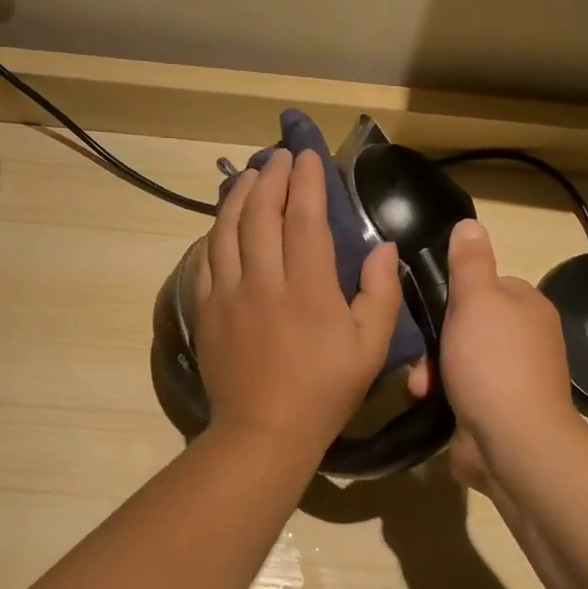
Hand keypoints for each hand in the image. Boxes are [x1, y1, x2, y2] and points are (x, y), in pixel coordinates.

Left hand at [194, 149, 403, 456]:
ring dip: (239, 196)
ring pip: (227, 230)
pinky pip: (205, 260)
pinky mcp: (205, 311)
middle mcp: (263, 282)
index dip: (307, 182)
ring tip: (250, 175)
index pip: (304, 219)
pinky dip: (214, 233)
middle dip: (271, 178)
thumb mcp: (371, 349)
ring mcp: (227, 295)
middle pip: (261, 215)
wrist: (263, 432)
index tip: (309, 156)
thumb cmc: (324, 392)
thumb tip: (382, 247)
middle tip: (279, 156)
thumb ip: (380, 294)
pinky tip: (222, 222)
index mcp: (308, 289)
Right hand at [409, 219, 579, 491]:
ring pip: (456, 361)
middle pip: (466, 326)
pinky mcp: (495, 412)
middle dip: (436, 341)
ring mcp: (511, 379)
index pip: (485, 286)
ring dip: (431, 372)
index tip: (427, 308)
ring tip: (420, 387)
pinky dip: (440, 397)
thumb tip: (470, 224)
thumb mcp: (477, 300)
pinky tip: (426, 404)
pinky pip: (458, 393)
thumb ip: (469, 263)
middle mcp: (524, 340)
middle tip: (419, 355)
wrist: (512, 443)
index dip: (453, 295)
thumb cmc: (493, 363)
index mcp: (527, 307)